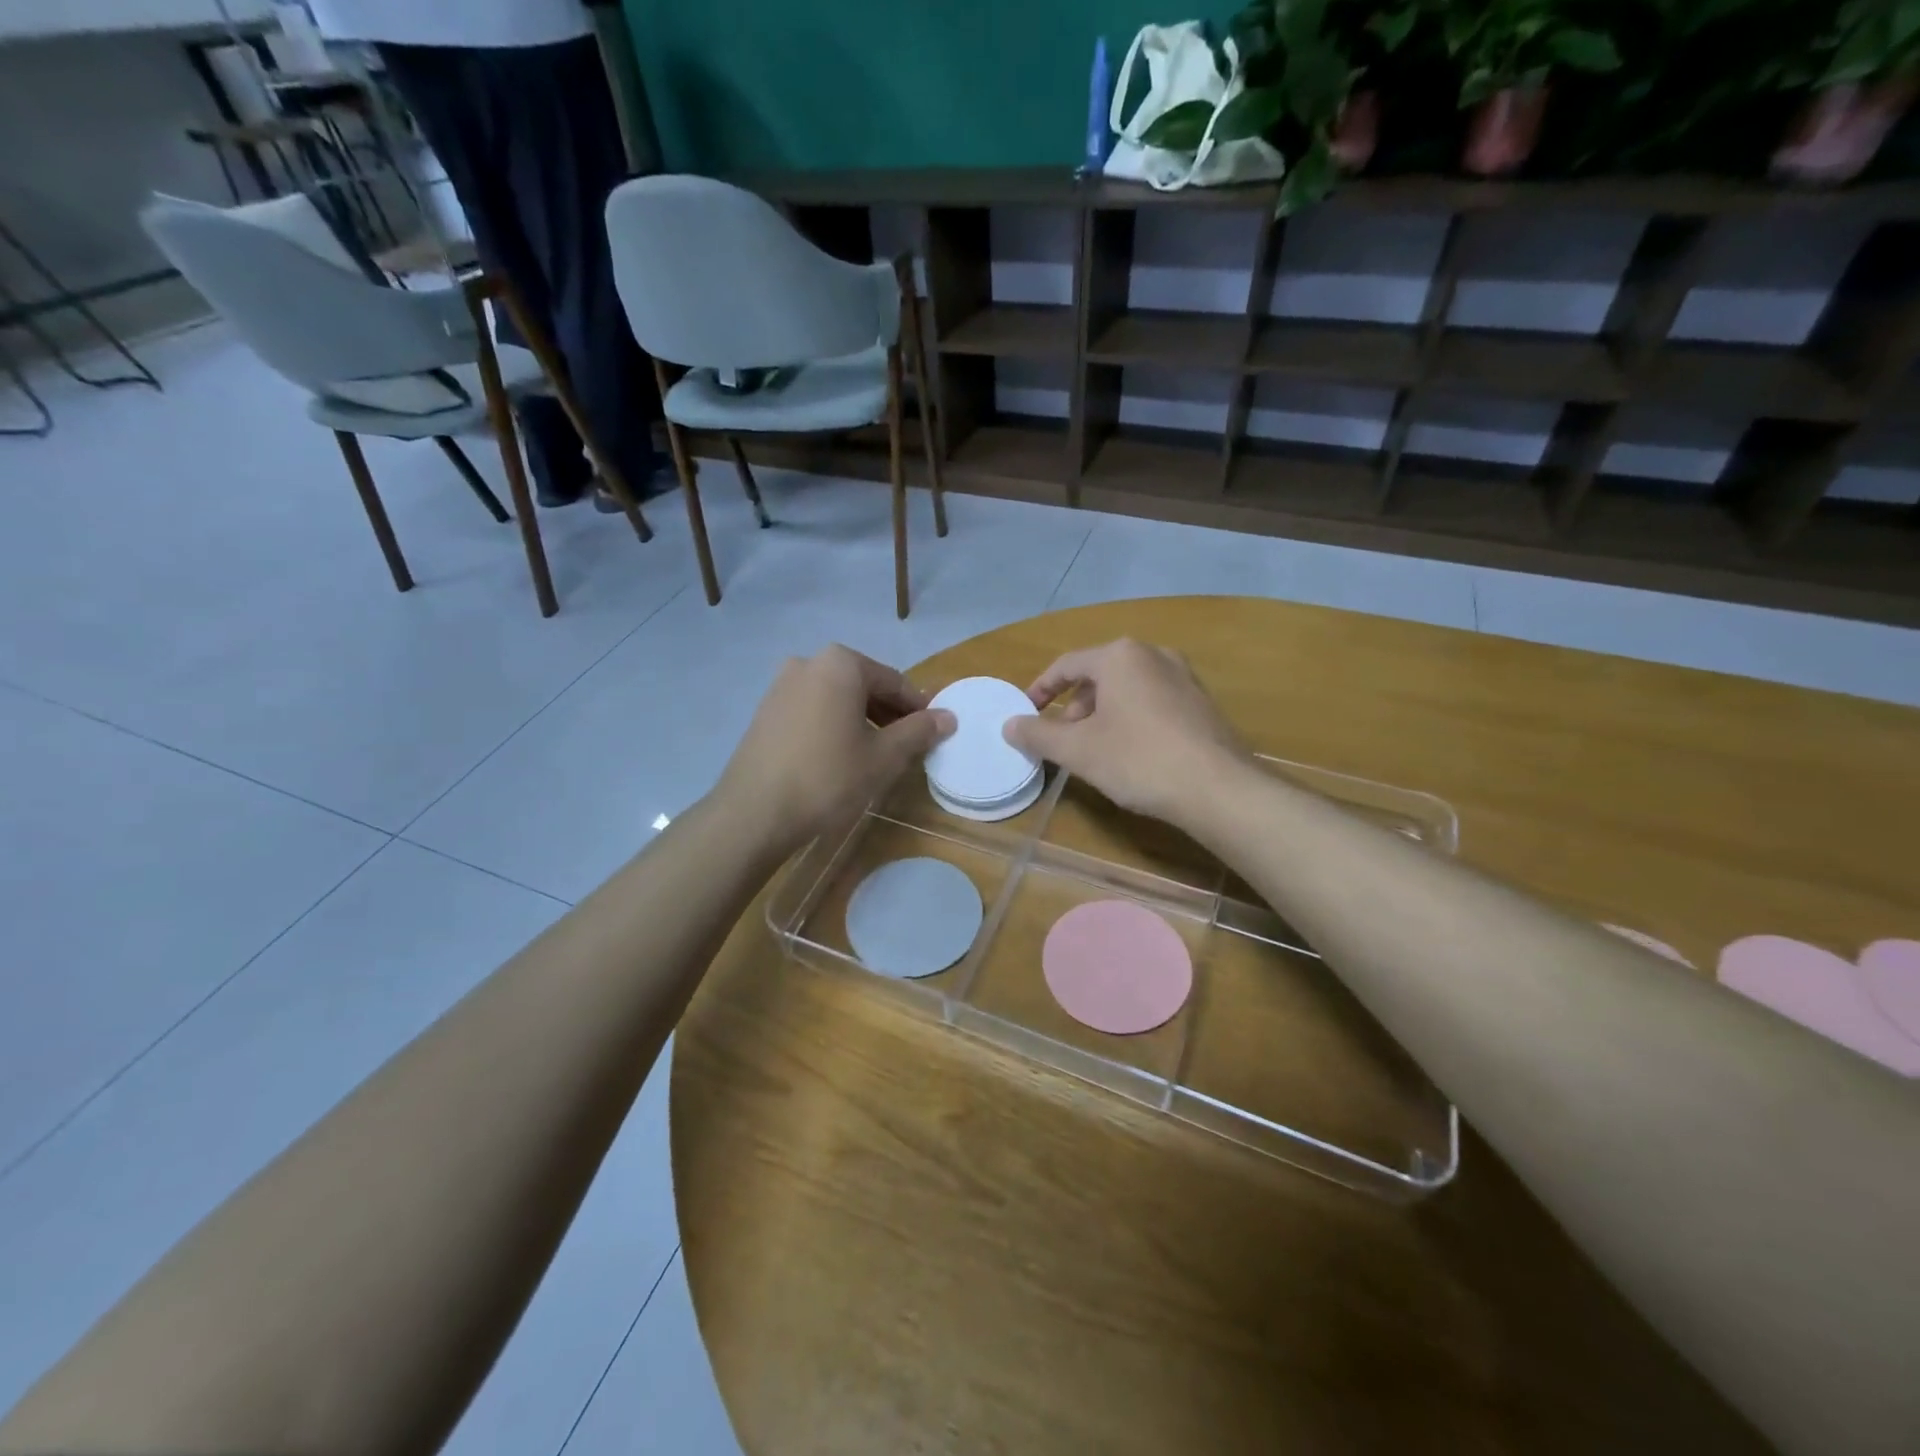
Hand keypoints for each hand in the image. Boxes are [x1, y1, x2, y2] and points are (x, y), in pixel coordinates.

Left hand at [715, 645, 954, 853]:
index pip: (894, 682)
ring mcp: (782, 685)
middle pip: (864, 686)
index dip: (918, 709)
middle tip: (908, 747)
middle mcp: (809, 662)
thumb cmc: (828, 778)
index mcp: (841, 664)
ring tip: (877, 755)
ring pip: (838, 698)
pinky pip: (813, 710)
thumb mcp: (883, 757)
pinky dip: (834, 725)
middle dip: (890, 714)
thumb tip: (948, 717)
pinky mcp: (765, 710)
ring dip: (862, 720)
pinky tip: (841, 757)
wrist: (754, 812)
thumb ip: (918, 731)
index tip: (934, 733)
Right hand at [1002, 639, 1248, 828]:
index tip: (1026, 713)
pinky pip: (1153, 701)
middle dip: (1074, 705)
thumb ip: (1038, 734)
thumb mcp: (1078, 750)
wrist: (1218, 788)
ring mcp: (1184, 677)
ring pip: (1128, 688)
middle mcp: (1153, 655)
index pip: (1067, 664)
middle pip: (1099, 674)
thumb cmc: (1138, 760)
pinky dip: (1131, 718)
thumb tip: (1009, 725)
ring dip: (1102, 713)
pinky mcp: (1202, 703)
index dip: (1041, 689)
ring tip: (1095, 748)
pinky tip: (1132, 753)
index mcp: (1120, 656)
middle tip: (1063, 738)